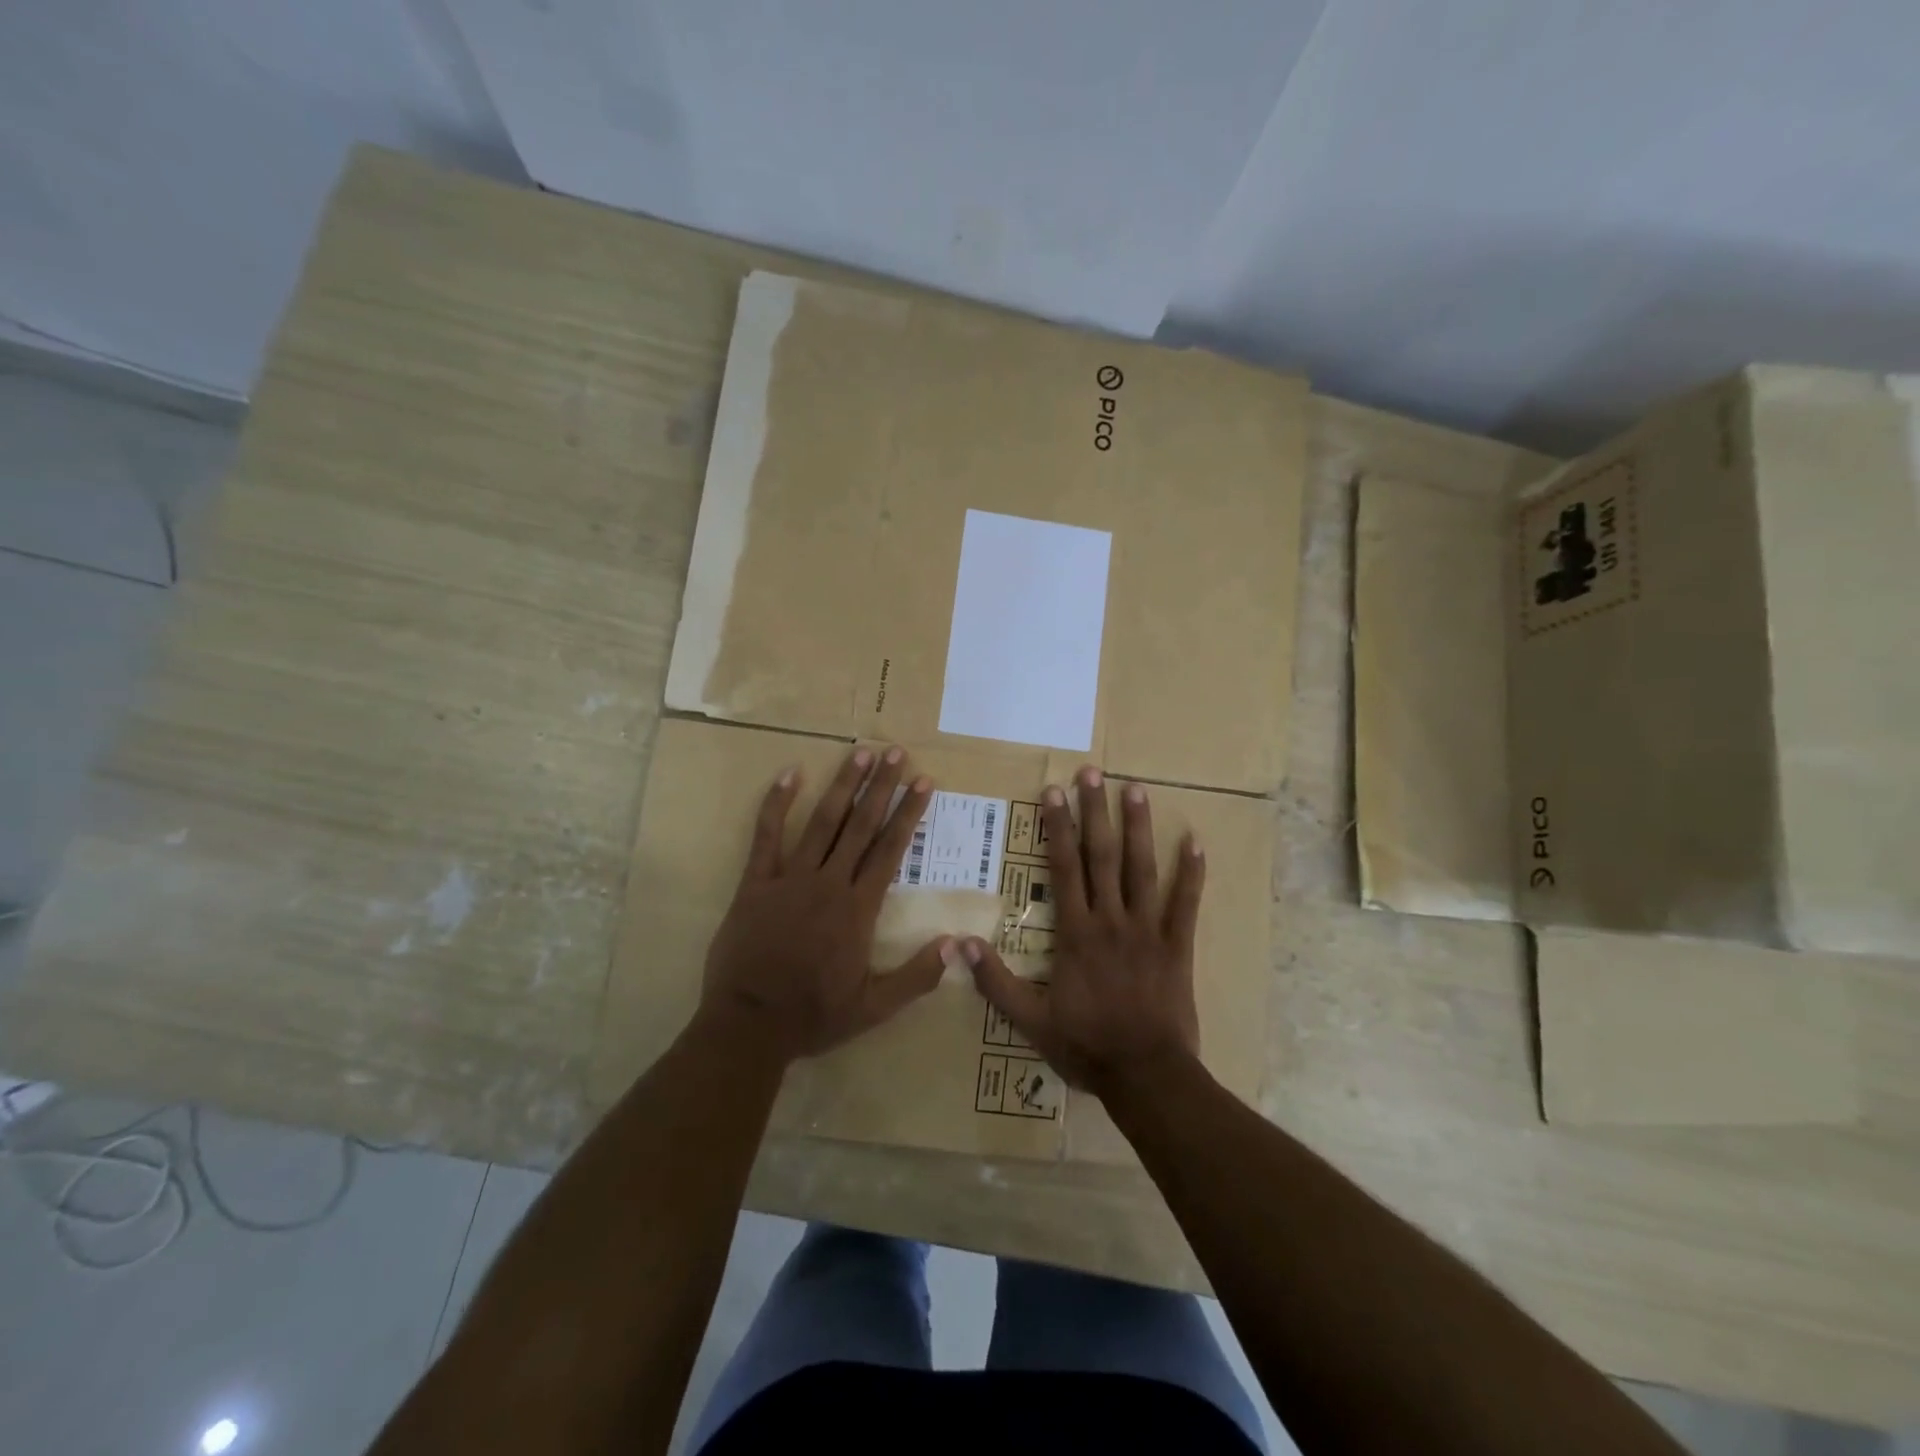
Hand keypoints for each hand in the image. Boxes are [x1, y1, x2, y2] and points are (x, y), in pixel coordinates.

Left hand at [700, 746, 949, 1061]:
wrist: (748, 1025)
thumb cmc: (813, 1016)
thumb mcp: (874, 1008)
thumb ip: (917, 977)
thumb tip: (957, 945)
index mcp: (858, 909)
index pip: (890, 850)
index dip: (908, 813)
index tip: (923, 782)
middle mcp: (828, 883)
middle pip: (860, 826)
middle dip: (881, 787)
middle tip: (896, 753)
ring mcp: (790, 879)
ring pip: (822, 822)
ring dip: (843, 786)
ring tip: (860, 754)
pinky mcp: (755, 883)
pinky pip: (766, 836)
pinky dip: (777, 803)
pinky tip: (790, 774)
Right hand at [964, 767, 1203, 1098]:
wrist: (1146, 1075)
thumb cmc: (1086, 1045)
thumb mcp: (1030, 1020)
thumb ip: (995, 981)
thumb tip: (958, 944)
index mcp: (1076, 932)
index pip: (1064, 867)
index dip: (1058, 827)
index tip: (1053, 791)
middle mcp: (1111, 920)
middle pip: (1102, 856)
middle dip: (1095, 811)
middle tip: (1092, 772)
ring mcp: (1148, 930)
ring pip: (1142, 869)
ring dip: (1138, 827)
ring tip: (1135, 789)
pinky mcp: (1177, 946)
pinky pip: (1186, 904)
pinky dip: (1192, 872)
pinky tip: (1194, 841)